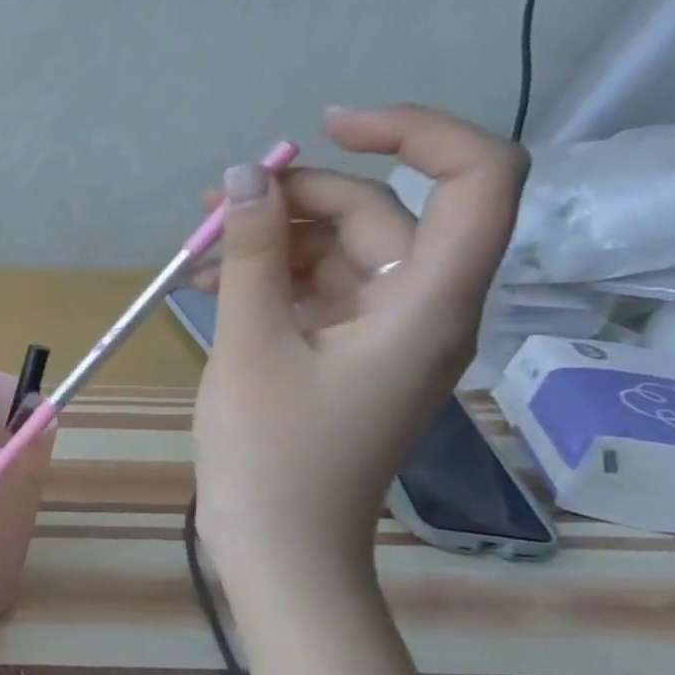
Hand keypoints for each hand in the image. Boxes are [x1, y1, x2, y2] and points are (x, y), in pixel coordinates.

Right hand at [190, 105, 527, 575]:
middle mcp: (425, 309)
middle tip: (215, 208)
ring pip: (342, 256)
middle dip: (298, 201)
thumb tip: (243, 176)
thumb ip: (254, 256)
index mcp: (430, 303)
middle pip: (382, 217)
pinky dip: (270, 282)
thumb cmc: (271, 453)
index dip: (414, 132)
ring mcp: (386, 336)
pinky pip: (318, 295)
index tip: (326, 128)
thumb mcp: (252, 345)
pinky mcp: (349, 358)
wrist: (279, 546)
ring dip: (273, 243)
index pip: (476, 178)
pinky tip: (211, 288)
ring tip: (198, 254)